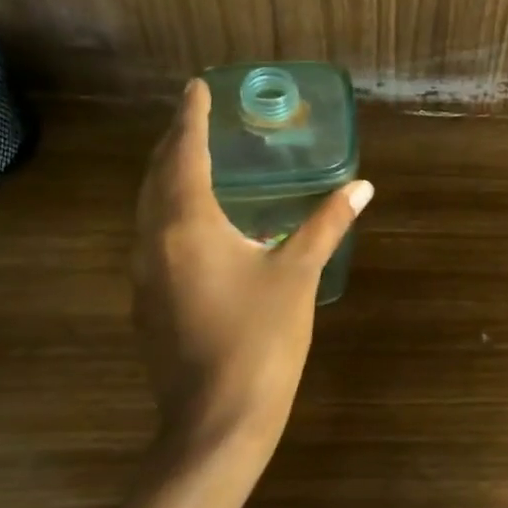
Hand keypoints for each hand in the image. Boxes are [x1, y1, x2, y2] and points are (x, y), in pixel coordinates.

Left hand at [131, 79, 372, 474]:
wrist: (216, 421)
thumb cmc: (261, 339)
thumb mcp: (298, 274)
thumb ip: (327, 224)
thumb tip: (362, 186)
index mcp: (188, 227)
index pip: (185, 156)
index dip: (191, 118)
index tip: (196, 87)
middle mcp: (154, 243)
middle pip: (156, 177)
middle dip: (174, 141)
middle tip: (193, 114)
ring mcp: (144, 276)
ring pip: (147, 208)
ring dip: (166, 174)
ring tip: (190, 154)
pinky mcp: (148, 303)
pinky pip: (152, 235)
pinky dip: (168, 207)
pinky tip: (194, 219)